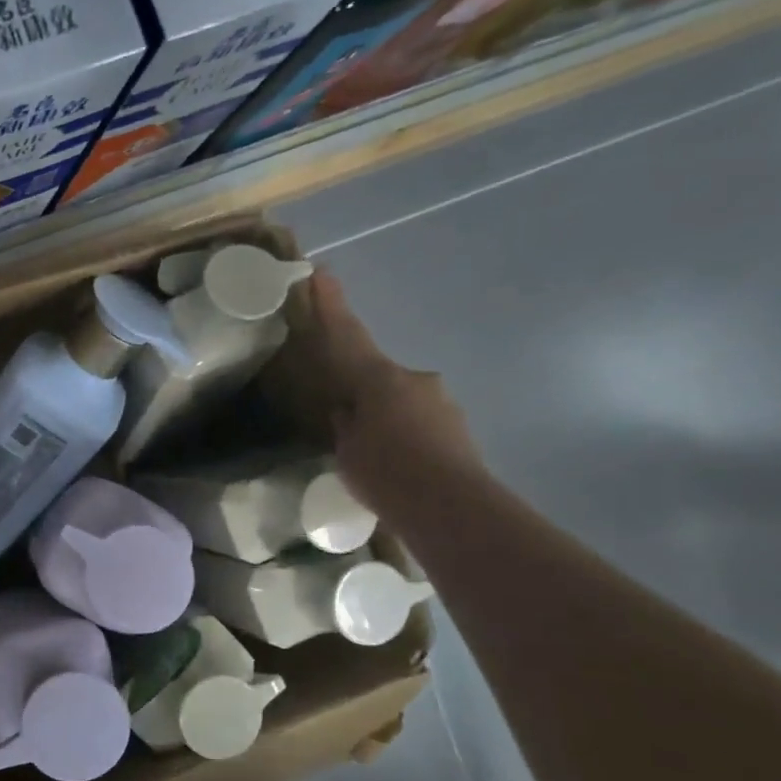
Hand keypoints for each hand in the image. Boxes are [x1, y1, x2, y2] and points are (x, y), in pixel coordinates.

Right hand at [297, 271, 482, 515]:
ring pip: (401, 401)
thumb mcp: (347, 449)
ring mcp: (442, 403)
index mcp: (379, 379)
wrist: (451, 507)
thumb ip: (345, 422)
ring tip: (372, 453)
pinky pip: (418, 424)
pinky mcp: (457, 428)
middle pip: (378, 376)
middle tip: (344, 419)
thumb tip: (346, 409)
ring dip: (385, 418)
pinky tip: (396, 465)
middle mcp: (414, 379)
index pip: (348, 335)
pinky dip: (404, 436)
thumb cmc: (386, 473)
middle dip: (362, 392)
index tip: (323, 272)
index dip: (332, 305)